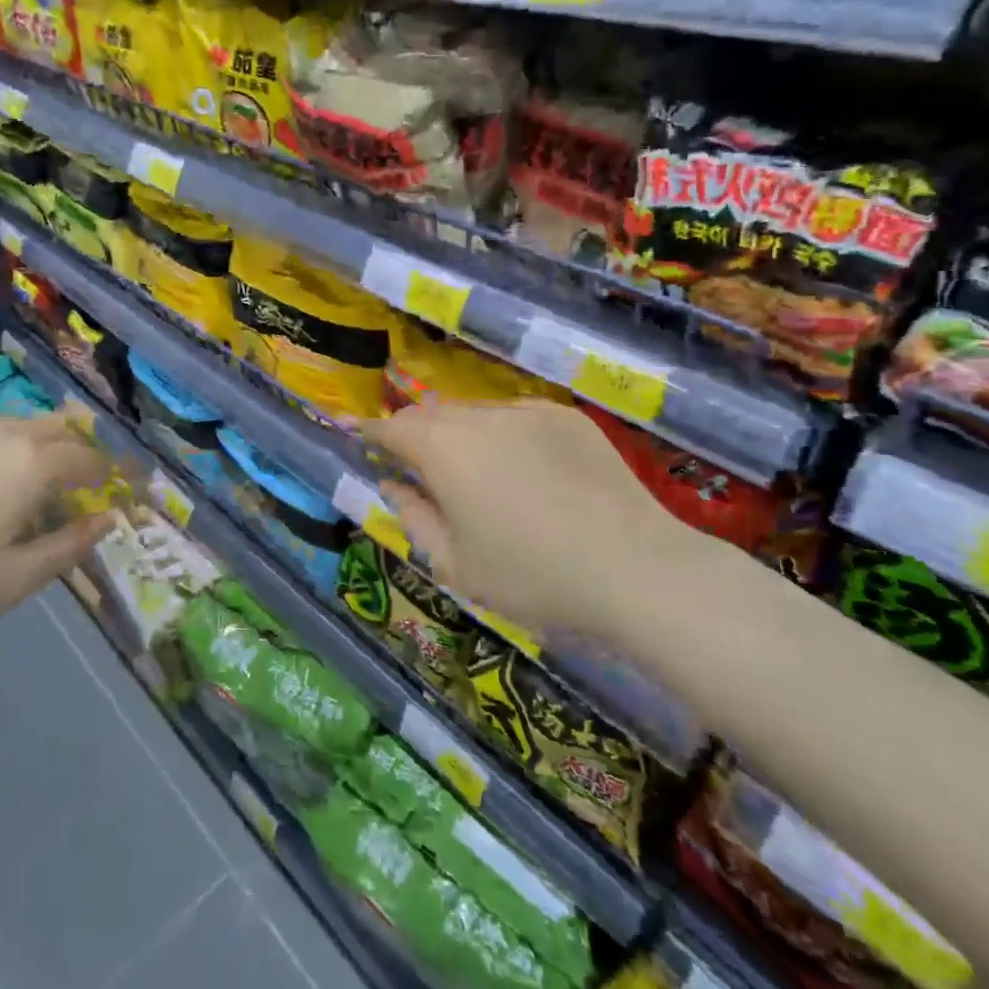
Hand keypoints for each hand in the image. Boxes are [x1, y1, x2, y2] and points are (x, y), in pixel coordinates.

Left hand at [0, 410, 112, 630]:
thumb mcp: (16, 578)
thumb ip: (69, 546)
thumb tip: (108, 520)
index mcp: (34, 465)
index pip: (89, 459)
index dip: (112, 472)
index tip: (124, 484)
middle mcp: (8, 431)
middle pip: (60, 427)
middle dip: (79, 448)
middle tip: (81, 477)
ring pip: (20, 424)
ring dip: (38, 444)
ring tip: (28, 477)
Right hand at [358, 398, 708, 639]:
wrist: (638, 570)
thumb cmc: (533, 577)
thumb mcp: (456, 565)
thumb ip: (413, 517)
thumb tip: (394, 484)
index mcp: (442, 450)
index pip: (390, 428)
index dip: (367, 430)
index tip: (350, 431)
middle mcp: (478, 417)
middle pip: (429, 414)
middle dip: (411, 432)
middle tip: (409, 460)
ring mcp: (525, 411)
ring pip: (472, 412)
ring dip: (456, 432)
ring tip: (468, 469)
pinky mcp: (565, 417)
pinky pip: (515, 416)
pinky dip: (501, 434)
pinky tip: (521, 469)